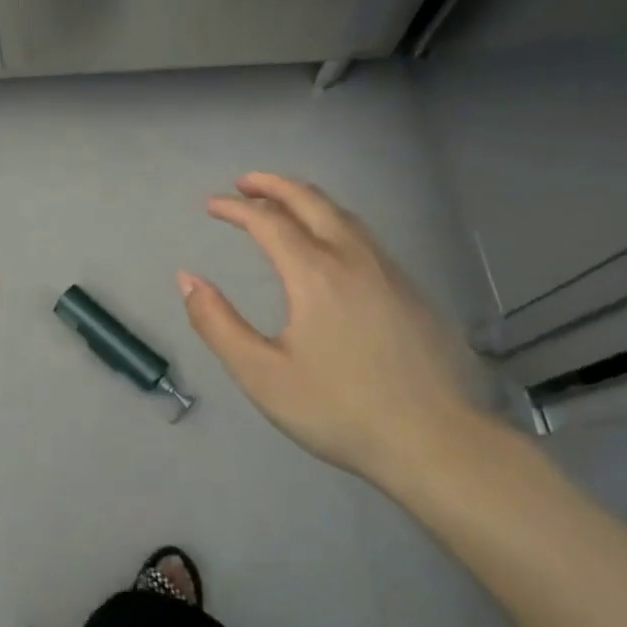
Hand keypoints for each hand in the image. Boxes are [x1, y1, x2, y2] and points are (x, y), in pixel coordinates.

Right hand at [179, 172, 483, 484]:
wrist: (439, 443)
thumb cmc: (340, 410)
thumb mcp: (262, 375)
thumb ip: (217, 324)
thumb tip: (187, 280)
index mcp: (315, 274)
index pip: (267, 221)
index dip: (235, 208)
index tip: (211, 205)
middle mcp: (353, 259)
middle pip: (311, 201)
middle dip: (273, 185)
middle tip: (244, 183)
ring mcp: (389, 271)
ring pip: (343, 215)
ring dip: (306, 199)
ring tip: (281, 203)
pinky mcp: (412, 290)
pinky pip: (364, 236)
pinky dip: (333, 220)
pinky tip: (329, 244)